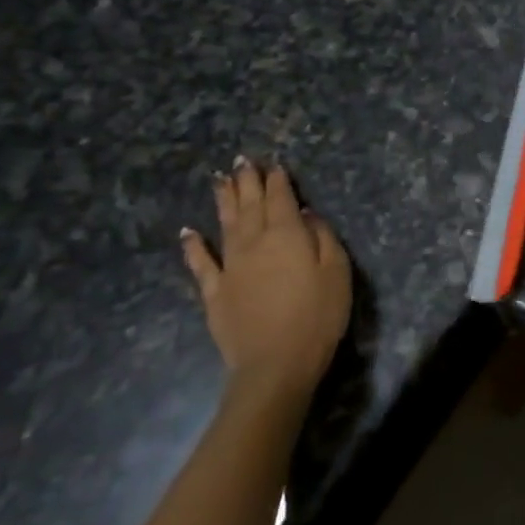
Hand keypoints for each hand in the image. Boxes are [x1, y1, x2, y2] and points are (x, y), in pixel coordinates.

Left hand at [181, 157, 350, 399]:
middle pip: (250, 205)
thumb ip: (323, 238)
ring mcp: (230, 266)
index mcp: (287, 235)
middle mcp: (254, 242)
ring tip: (220, 179)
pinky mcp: (214, 292)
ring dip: (223, 200)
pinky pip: (200, 263)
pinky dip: (193, 245)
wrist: (275, 364)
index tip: (274, 165)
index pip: (281, 199)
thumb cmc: (317, 316)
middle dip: (247, 181)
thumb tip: (307, 214)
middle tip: (242, 160)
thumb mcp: (337, 272)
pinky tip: (187, 232)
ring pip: (225, 224)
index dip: (277, 180)